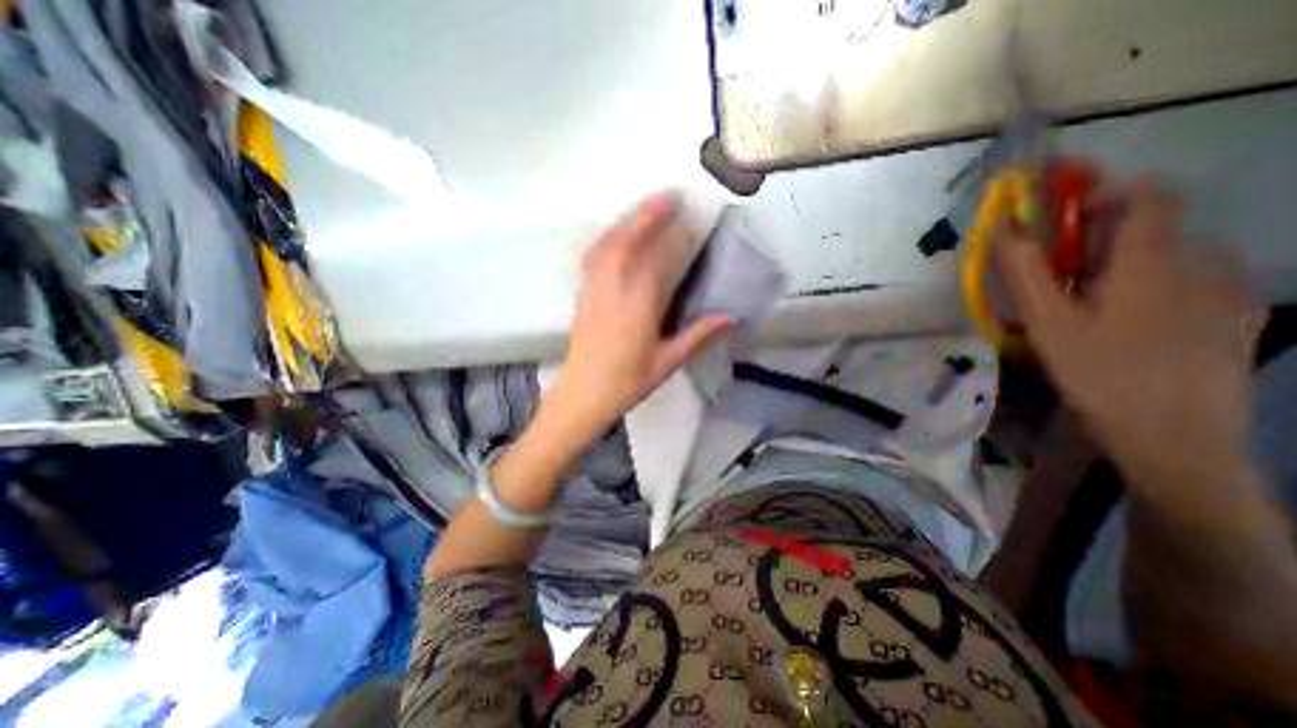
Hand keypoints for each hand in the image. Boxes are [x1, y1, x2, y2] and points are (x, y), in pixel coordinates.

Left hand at [540, 193, 739, 448]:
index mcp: (639, 305)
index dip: (673, 235)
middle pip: (629, 241)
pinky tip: (616, 236)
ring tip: (646, 209)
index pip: (658, 259)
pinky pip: (594, 256)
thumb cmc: (627, 382)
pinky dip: (608, 238)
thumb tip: (731, 316)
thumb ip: (698, 335)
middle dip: (648, 215)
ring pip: (608, 245)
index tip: (689, 216)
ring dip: (627, 222)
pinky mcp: (583, 294)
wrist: (582, 394)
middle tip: (669, 197)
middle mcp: (614, 289)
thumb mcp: (668, 362)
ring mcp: (594, 289)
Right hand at [1002, 173, 1257, 483]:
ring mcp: (1228, 293)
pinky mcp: (1234, 320)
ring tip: (1088, 305)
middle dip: (1101, 238)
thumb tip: (1003, 227)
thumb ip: (1026, 270)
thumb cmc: (1099, 374)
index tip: (1063, 212)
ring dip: (1125, 265)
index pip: (1150, 194)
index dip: (1106, 189)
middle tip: (1059, 275)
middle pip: (1155, 228)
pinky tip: (1127, 325)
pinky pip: (1192, 283)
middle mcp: (1204, 263)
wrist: (1175, 439)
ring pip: (1172, 257)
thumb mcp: (1048, 322)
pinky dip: (1153, 287)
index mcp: (1155, 261)